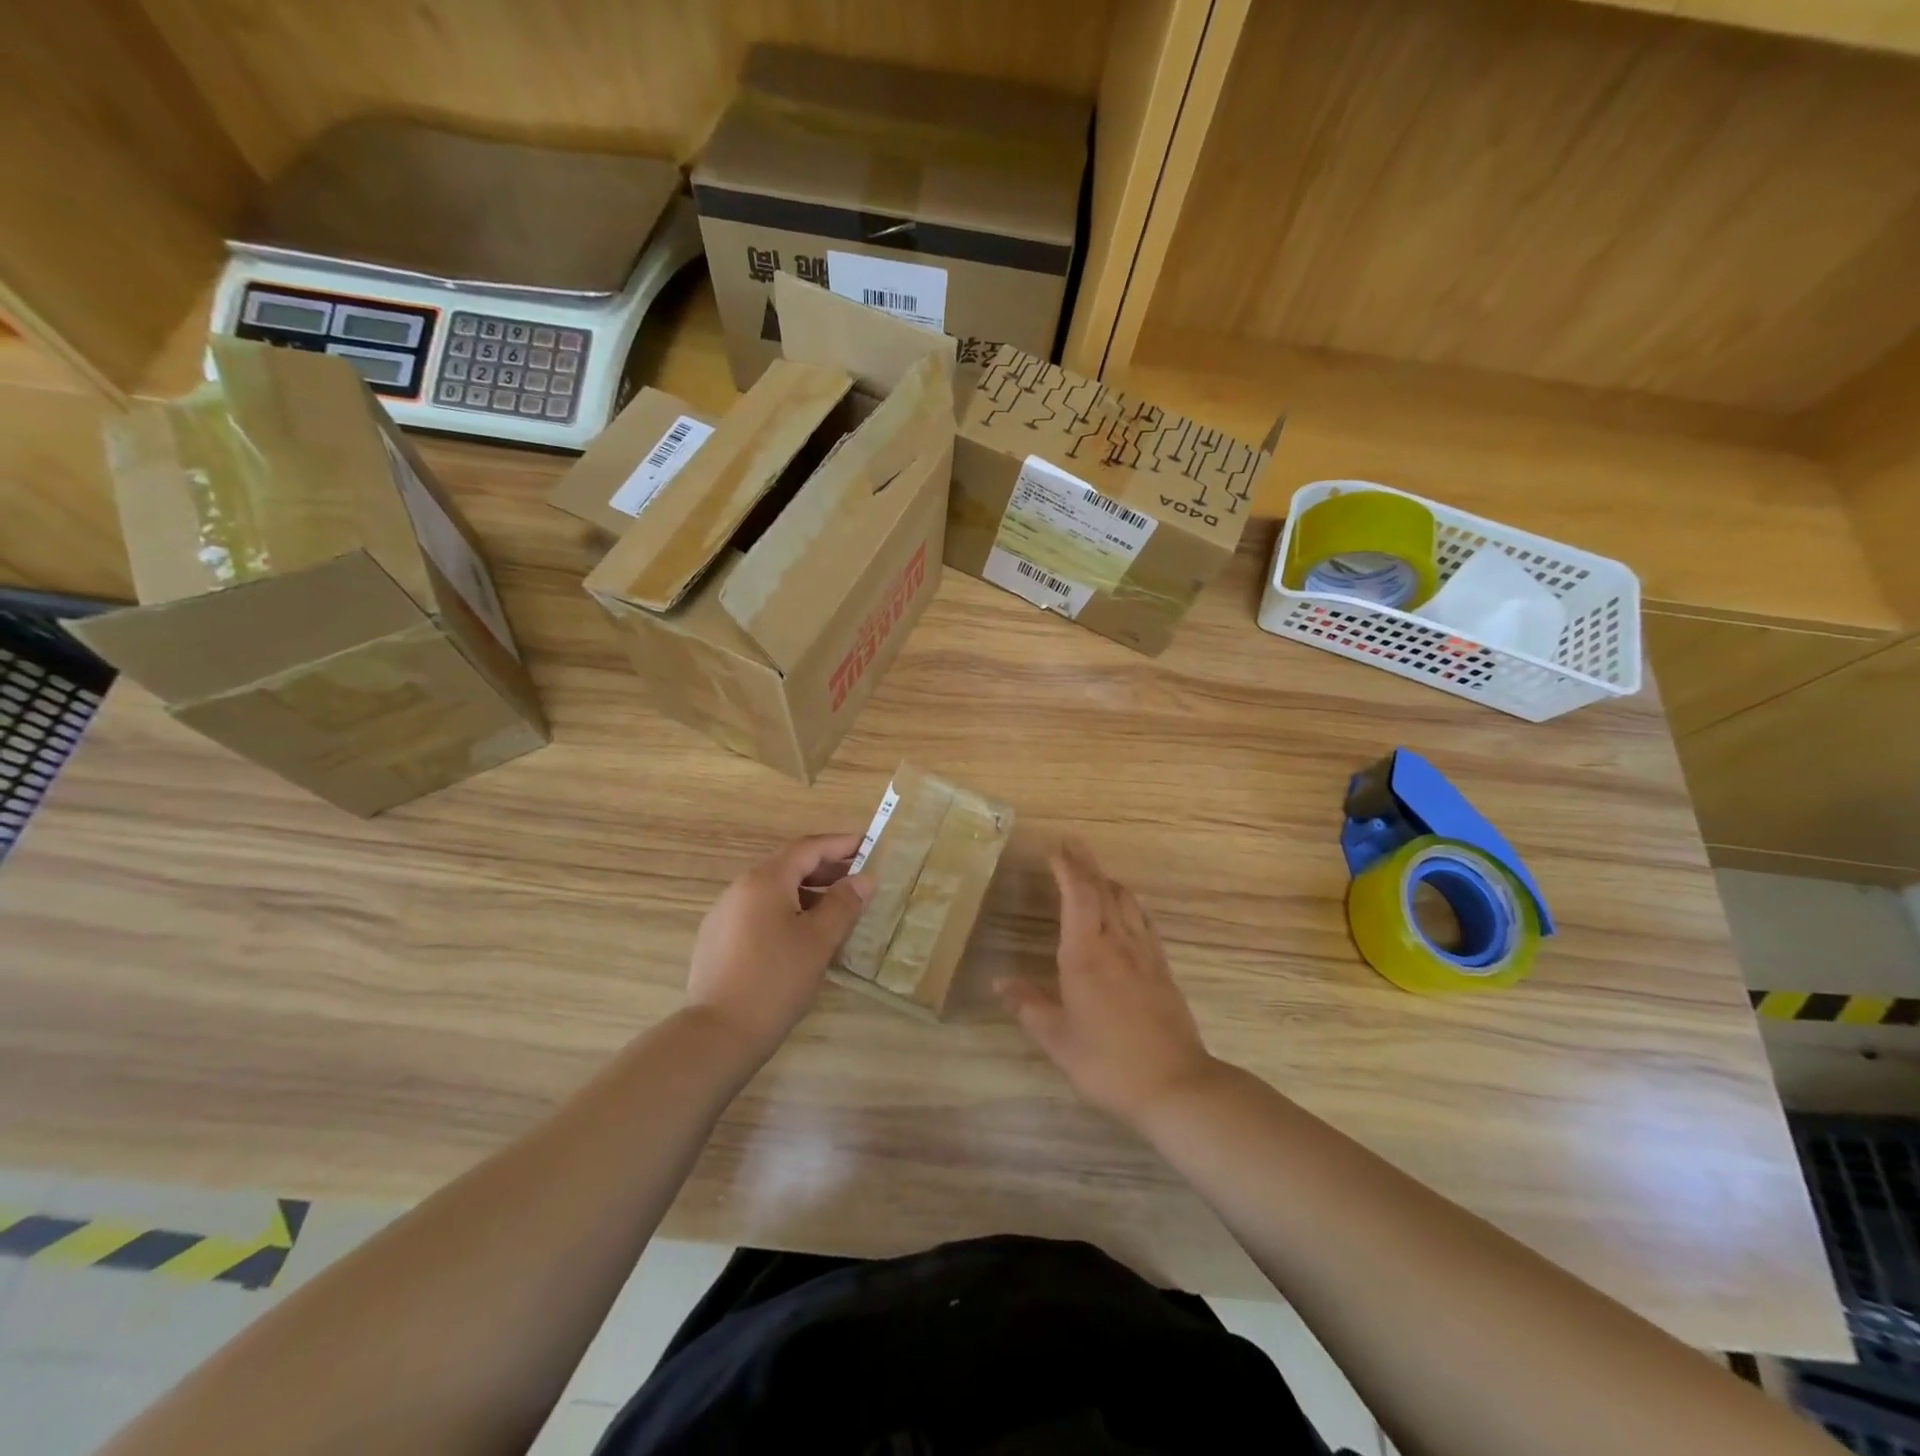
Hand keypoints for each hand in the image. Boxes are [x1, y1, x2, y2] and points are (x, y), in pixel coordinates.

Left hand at [688, 834, 873, 1060]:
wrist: (719, 1033)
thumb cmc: (776, 980)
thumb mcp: (819, 941)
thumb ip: (843, 904)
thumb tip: (864, 879)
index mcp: (765, 880)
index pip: (807, 848)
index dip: (839, 844)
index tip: (867, 845)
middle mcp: (740, 888)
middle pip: (788, 866)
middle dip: (825, 868)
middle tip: (858, 879)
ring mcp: (724, 914)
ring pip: (773, 890)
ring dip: (807, 891)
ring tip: (836, 909)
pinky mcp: (717, 940)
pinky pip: (759, 911)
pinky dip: (786, 910)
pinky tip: (803, 936)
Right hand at [997, 837, 1214, 1125]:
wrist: (1176, 1085)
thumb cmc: (1108, 1063)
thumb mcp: (1058, 1040)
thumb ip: (1028, 1007)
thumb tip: (998, 983)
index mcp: (1086, 956)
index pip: (1077, 897)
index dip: (1067, 869)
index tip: (1055, 851)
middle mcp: (1117, 944)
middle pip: (1103, 890)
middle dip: (1086, 863)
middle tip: (1072, 843)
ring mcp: (1145, 954)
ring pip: (1126, 902)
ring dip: (1108, 880)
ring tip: (1094, 870)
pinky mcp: (1162, 969)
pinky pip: (1143, 922)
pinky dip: (1129, 903)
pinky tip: (1127, 908)